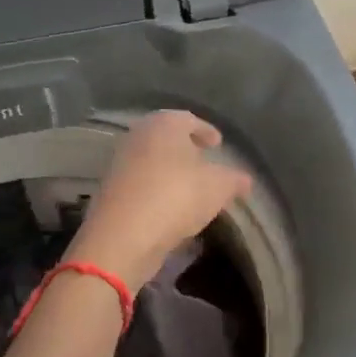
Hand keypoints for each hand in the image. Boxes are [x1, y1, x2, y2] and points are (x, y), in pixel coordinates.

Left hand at [69, 111, 252, 290]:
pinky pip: (142, 183)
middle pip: (166, 138)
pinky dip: (157, 189)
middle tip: (205, 163)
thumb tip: (245, 180)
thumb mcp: (218, 188)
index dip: (206, 131)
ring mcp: (120, 163)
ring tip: (190, 188)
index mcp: (164, 125)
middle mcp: (138, 136)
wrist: (123, 237)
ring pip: (152, 161)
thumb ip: (234, 180)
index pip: (189, 119)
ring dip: (170, 171)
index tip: (217, 144)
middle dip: (186, 150)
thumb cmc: (176, 197)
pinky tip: (171, 207)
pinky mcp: (110, 191)